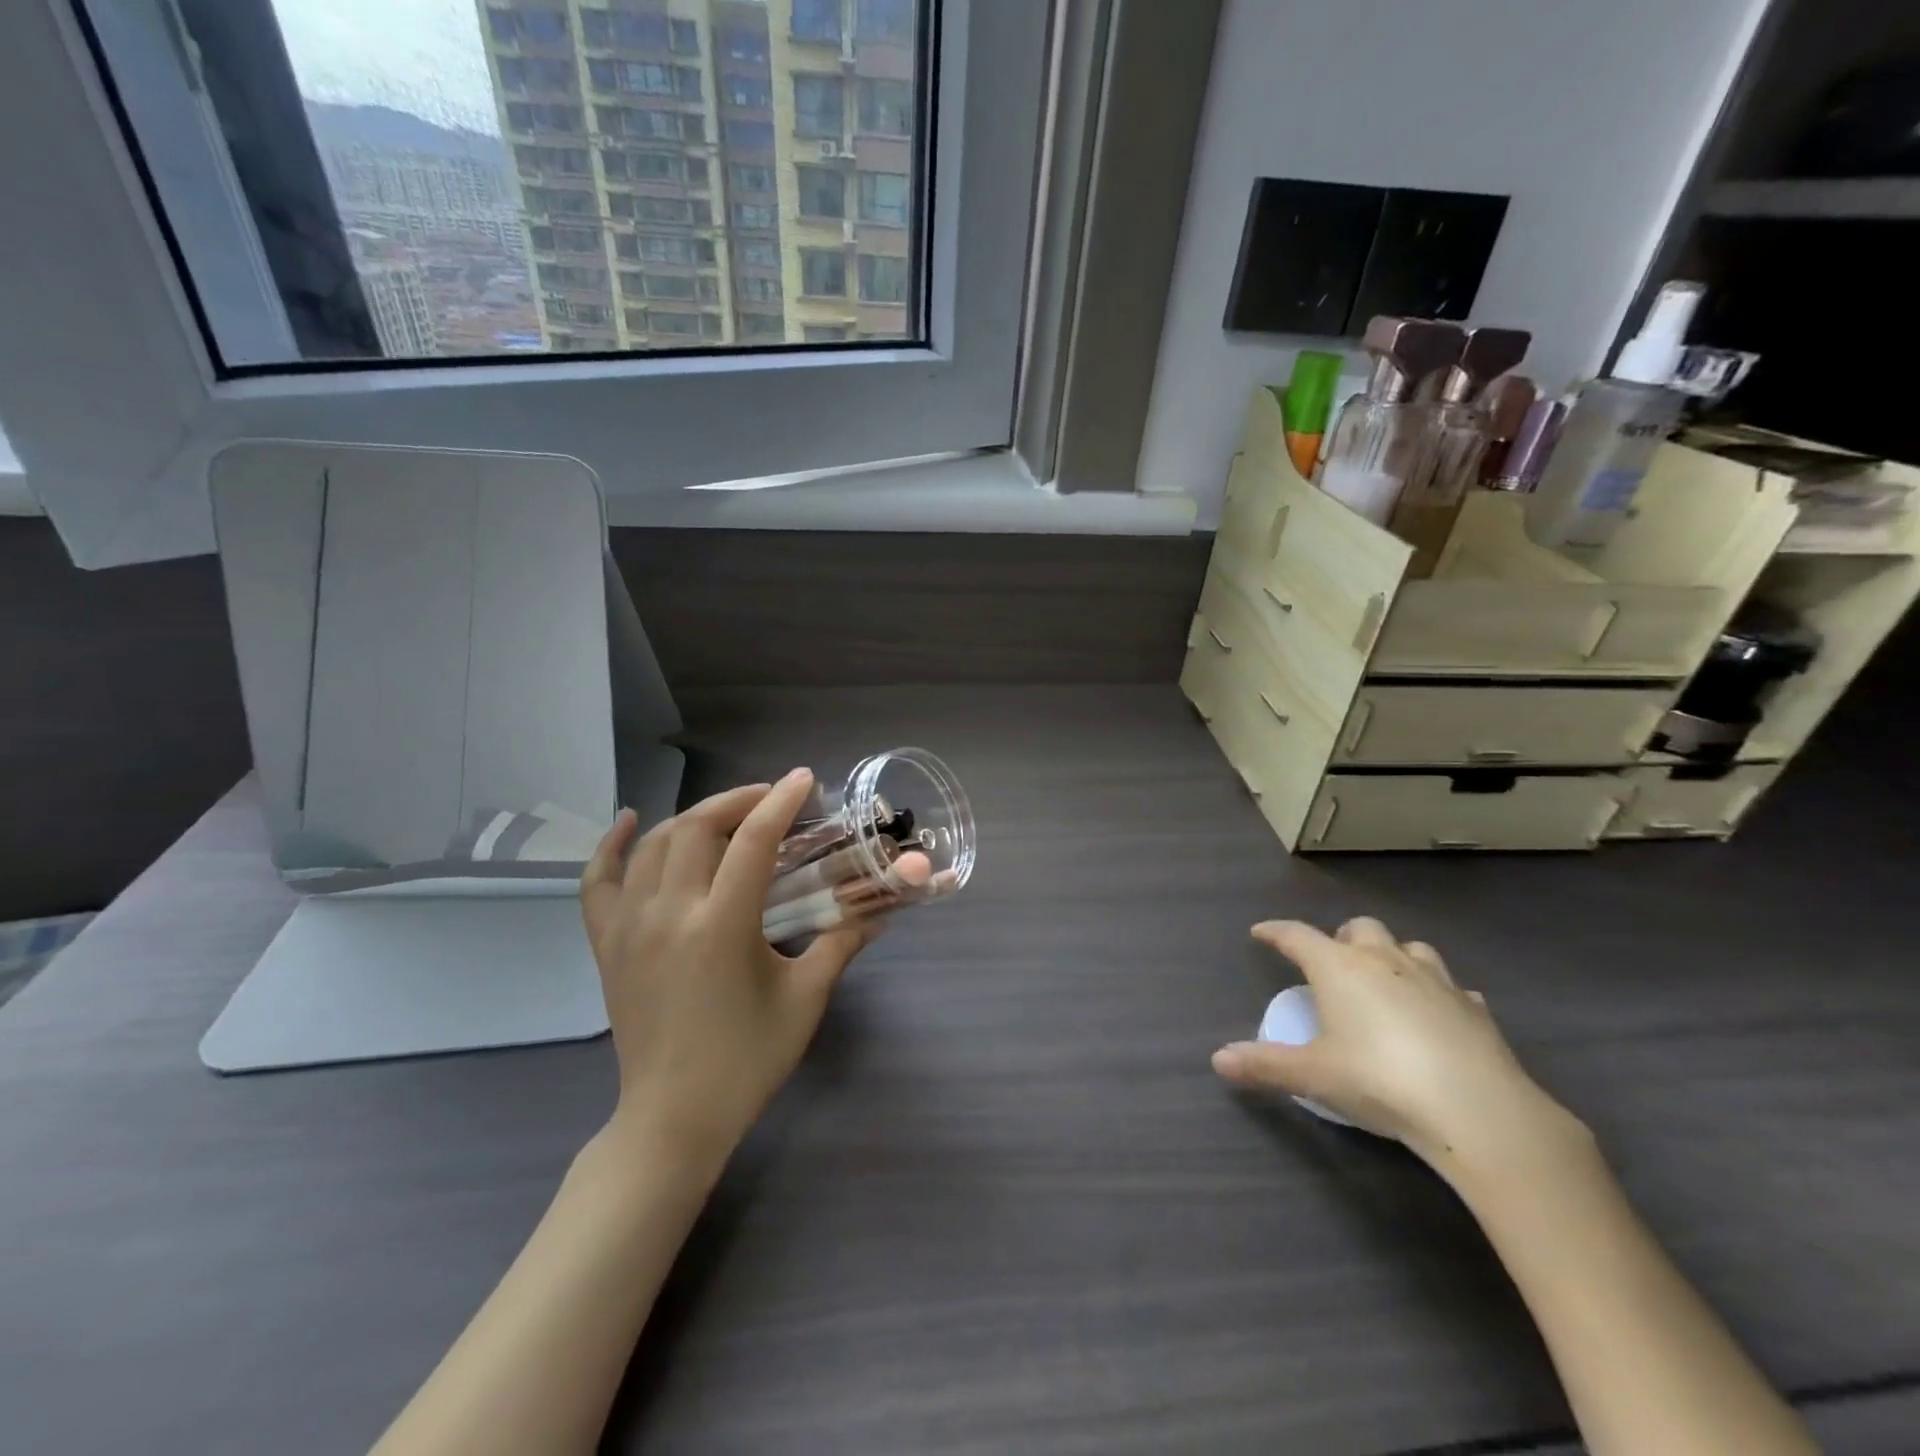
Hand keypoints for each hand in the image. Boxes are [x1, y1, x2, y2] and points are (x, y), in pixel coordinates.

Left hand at [581, 768, 876, 1168]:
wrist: (673, 1119)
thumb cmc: (747, 1060)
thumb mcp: (805, 999)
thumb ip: (842, 942)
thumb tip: (880, 907)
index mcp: (720, 926)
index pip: (753, 841)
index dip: (781, 802)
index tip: (803, 779)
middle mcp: (668, 914)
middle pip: (698, 827)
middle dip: (738, 800)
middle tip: (772, 799)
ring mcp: (628, 927)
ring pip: (655, 844)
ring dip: (694, 817)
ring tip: (728, 816)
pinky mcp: (607, 944)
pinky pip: (598, 882)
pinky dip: (612, 846)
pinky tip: (630, 821)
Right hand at [1212, 918, 1576, 1172]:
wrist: (1476, 1109)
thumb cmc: (1379, 1080)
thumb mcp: (1313, 1075)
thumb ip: (1264, 1065)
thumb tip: (1218, 1060)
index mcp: (1338, 967)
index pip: (1296, 935)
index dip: (1275, 932)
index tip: (1260, 932)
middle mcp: (1384, 960)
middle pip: (1359, 927)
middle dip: (1342, 937)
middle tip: (1332, 963)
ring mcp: (1435, 979)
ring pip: (1410, 947)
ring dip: (1393, 955)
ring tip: (1385, 981)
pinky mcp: (1474, 1008)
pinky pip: (1452, 987)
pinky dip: (1437, 993)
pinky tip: (1436, 1015)